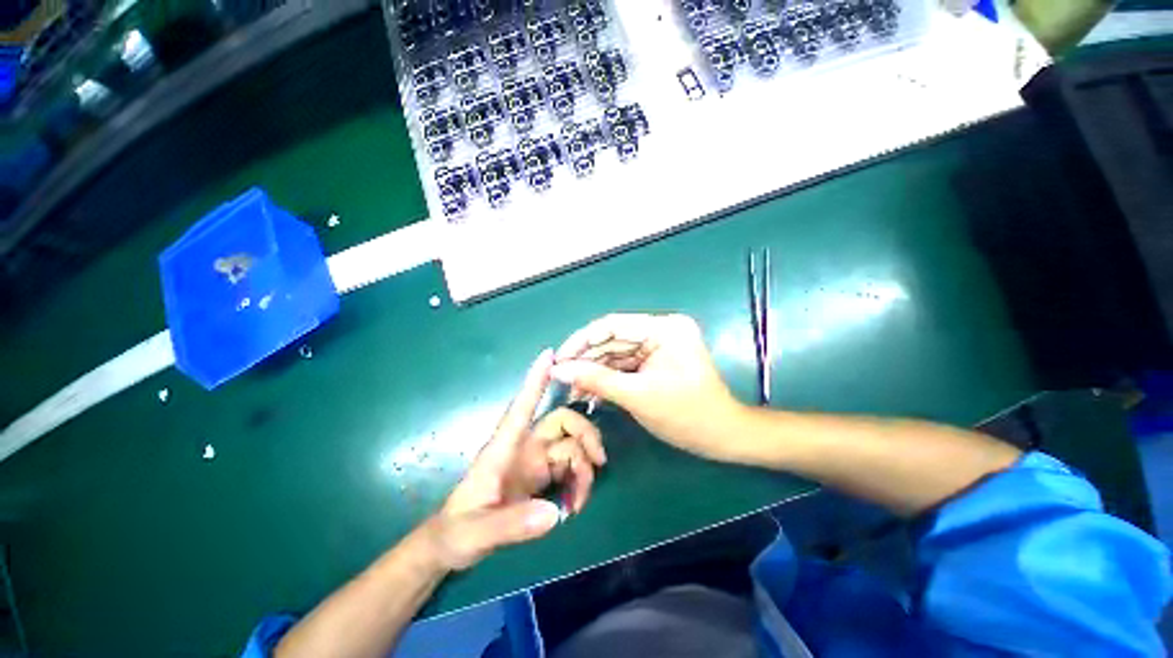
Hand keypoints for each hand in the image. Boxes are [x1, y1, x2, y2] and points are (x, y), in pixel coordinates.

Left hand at [426, 349, 606, 570]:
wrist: (455, 546)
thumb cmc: (457, 531)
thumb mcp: (477, 533)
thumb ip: (513, 525)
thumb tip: (555, 513)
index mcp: (504, 448)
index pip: (522, 406)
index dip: (535, 381)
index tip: (549, 355)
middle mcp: (525, 447)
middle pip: (563, 422)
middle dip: (585, 435)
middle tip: (598, 462)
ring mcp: (536, 461)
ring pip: (572, 447)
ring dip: (584, 469)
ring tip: (579, 502)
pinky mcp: (543, 476)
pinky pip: (571, 467)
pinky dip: (579, 482)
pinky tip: (575, 504)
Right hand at [550, 314, 746, 461]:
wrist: (723, 437)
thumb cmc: (687, 416)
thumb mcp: (637, 396)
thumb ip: (596, 380)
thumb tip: (559, 370)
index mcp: (664, 328)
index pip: (613, 325)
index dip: (582, 340)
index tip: (559, 358)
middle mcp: (660, 330)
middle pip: (612, 340)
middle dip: (586, 360)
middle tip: (560, 378)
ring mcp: (658, 346)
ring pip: (615, 355)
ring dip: (594, 372)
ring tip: (571, 390)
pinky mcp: (655, 361)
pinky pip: (624, 366)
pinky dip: (607, 379)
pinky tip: (589, 393)